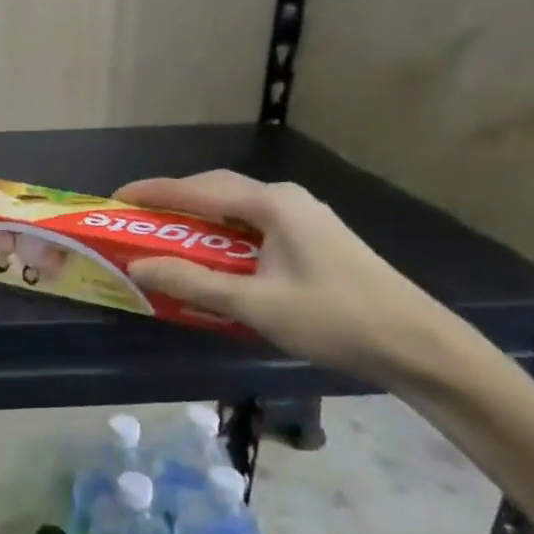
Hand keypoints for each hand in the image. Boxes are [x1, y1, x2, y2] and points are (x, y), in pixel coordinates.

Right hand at [115, 171, 458, 386]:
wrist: (418, 344)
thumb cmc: (334, 318)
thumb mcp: (254, 304)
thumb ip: (192, 282)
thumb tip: (137, 265)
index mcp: (272, 203)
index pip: (197, 188)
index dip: (153, 192)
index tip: (115, 198)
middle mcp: (286, 199)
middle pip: (216, 189)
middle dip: (173, 201)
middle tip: (136, 219)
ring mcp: (304, 217)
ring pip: (235, 207)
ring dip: (198, 218)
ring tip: (165, 236)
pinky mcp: (313, 238)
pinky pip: (253, 224)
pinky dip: (221, 234)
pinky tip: (213, 256)